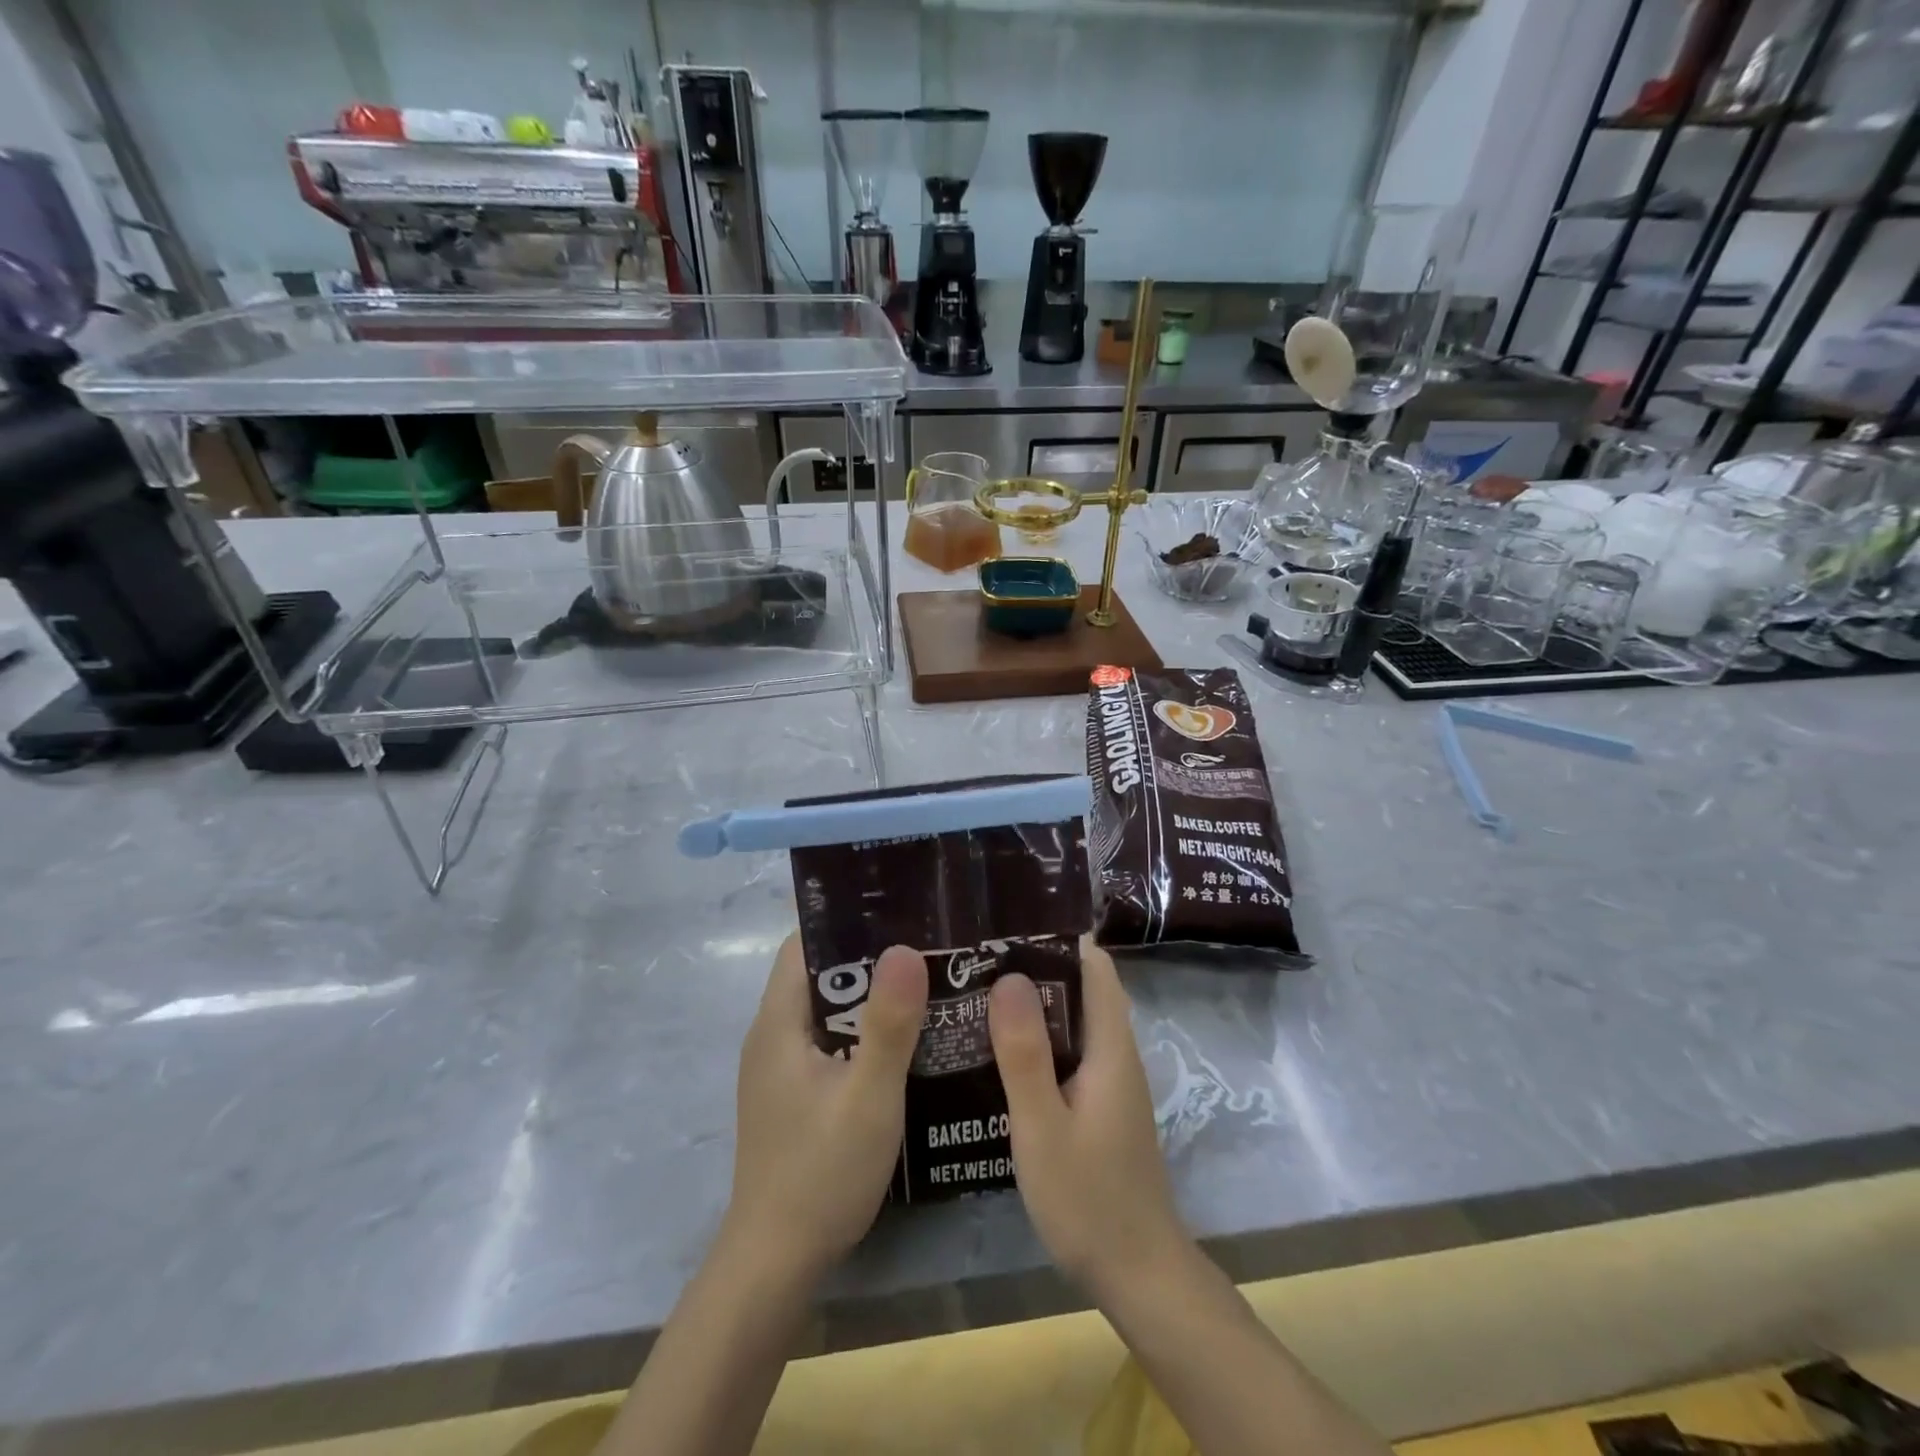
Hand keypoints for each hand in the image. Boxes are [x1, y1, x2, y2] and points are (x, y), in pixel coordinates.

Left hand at [724, 934, 928, 1283]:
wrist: (776, 1264)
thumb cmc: (821, 1173)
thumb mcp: (869, 1096)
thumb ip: (889, 1023)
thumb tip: (905, 947)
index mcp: (779, 1023)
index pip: (804, 945)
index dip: (847, 925)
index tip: (900, 916)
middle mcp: (773, 1036)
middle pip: (820, 976)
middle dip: (871, 961)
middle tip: (929, 951)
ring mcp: (781, 1069)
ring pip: (829, 1012)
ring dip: (872, 1000)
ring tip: (928, 988)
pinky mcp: (794, 1096)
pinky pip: (831, 1044)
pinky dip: (864, 1034)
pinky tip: (906, 1045)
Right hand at [988, 936, 1187, 1297]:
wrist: (1138, 1274)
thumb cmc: (1089, 1199)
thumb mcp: (1043, 1126)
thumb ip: (1025, 1053)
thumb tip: (1009, 977)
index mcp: (1111, 1048)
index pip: (1096, 968)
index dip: (1060, 937)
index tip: (1011, 923)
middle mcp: (1116, 1054)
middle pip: (1082, 989)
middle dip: (1037, 965)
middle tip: (978, 955)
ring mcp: (1110, 1082)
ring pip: (1074, 1022)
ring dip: (1034, 1003)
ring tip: (977, 990)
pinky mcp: (1099, 1105)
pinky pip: (1069, 1052)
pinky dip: (1038, 1039)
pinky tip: (997, 1049)